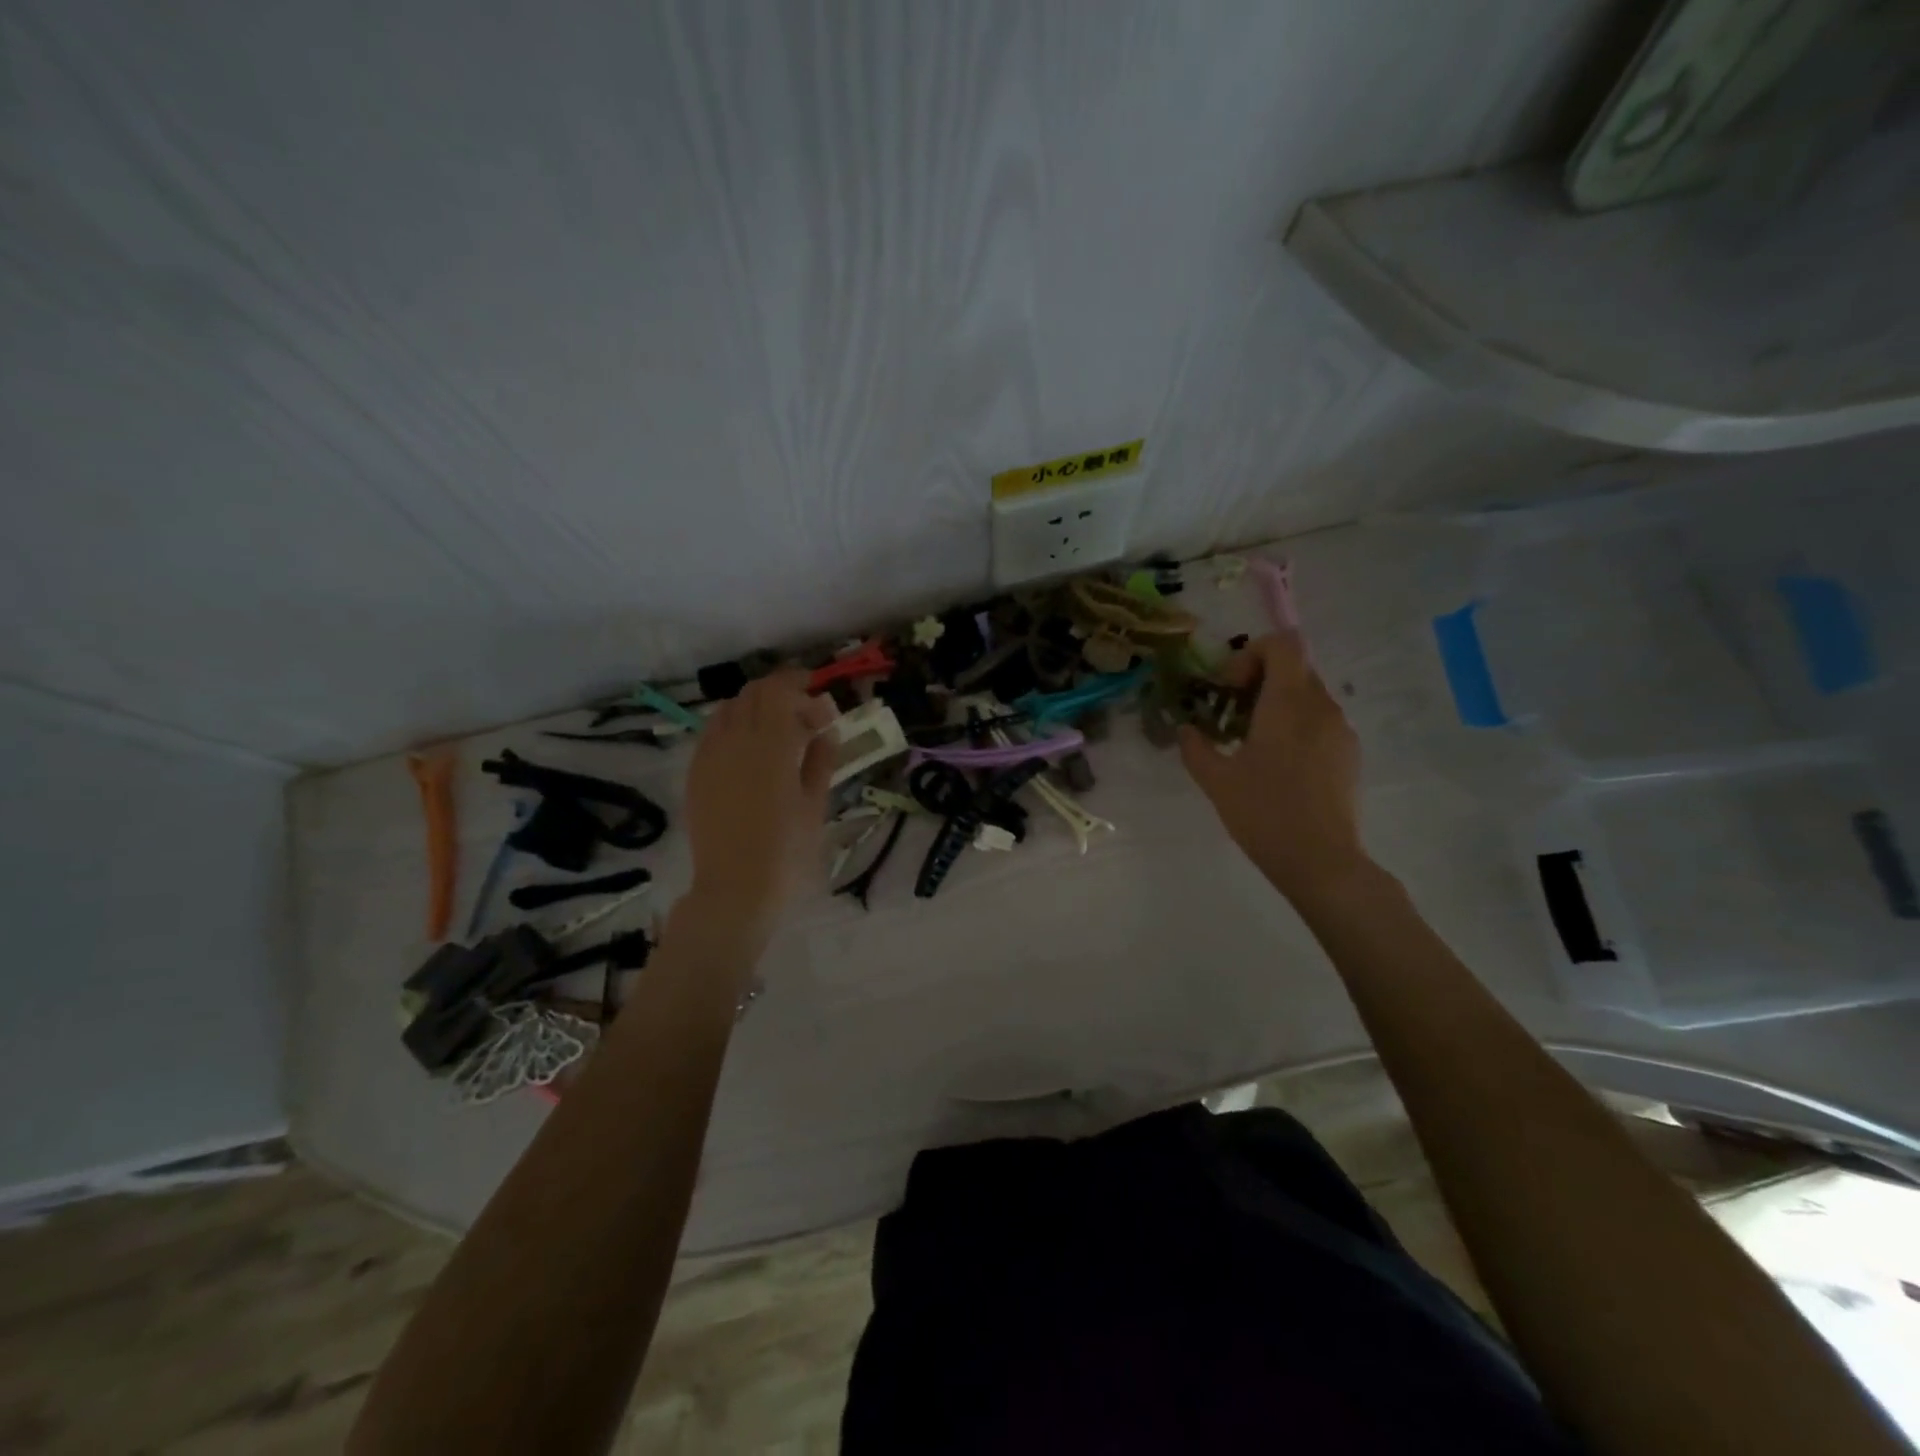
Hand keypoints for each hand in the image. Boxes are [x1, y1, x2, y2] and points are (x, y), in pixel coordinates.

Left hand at [682, 670, 836, 933]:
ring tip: (778, 730)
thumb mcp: (815, 804)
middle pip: (754, 693)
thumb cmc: (787, 851)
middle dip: (782, 693)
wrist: (735, 889)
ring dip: (756, 707)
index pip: (781, 691)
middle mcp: (736, 739)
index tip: (824, 706)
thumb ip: (821, 760)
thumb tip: (826, 730)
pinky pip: (712, 731)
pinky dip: (734, 726)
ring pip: (729, 708)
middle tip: (806, 716)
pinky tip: (749, 749)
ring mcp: (710, 754)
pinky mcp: (695, 771)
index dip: (802, 686)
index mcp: (771, 745)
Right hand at [1178, 631, 1367, 903]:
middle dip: (1260, 681)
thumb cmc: (1264, 813)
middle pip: (1295, 668)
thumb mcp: (1216, 780)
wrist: (1321, 861)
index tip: (1231, 687)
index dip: (1253, 653)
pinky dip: (1297, 727)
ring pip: (1309, 696)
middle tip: (1233, 714)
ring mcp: (1341, 730)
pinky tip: (1280, 767)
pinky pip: (1321, 722)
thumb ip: (1196, 747)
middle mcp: (1321, 706)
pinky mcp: (1350, 754)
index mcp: (1288, 703)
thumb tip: (1185, 729)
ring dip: (1278, 705)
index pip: (1284, 643)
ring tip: (1254, 744)